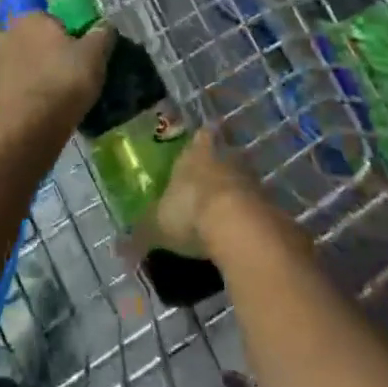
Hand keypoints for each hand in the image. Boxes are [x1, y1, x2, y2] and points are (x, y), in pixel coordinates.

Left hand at [0, 13, 113, 143]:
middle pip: (42, 39)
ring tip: (68, 91)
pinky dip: (36, 91)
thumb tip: (105, 26)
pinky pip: (24, 84)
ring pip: (32, 62)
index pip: (56, 17)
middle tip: (80, 70)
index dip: (74, 32)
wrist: (28, 130)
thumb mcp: (95, 54)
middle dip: (58, 51)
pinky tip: (52, 105)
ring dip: (46, 72)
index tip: (87, 50)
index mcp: (30, 17)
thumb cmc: (63, 81)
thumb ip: (103, 33)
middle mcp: (9, 33)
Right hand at [145, 128, 265, 257]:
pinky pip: (257, 207)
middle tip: (210, 183)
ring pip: (242, 179)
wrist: (238, 228)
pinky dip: (251, 217)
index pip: (201, 137)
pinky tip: (243, 233)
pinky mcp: (270, 203)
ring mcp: (251, 179)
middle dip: (218, 167)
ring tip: (226, 212)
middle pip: (223, 156)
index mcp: (195, 154)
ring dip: (236, 192)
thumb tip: (118, 250)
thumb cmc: (190, 213)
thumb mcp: (157, 227)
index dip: (201, 140)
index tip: (202, 141)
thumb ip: (140, 235)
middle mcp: (225, 158)